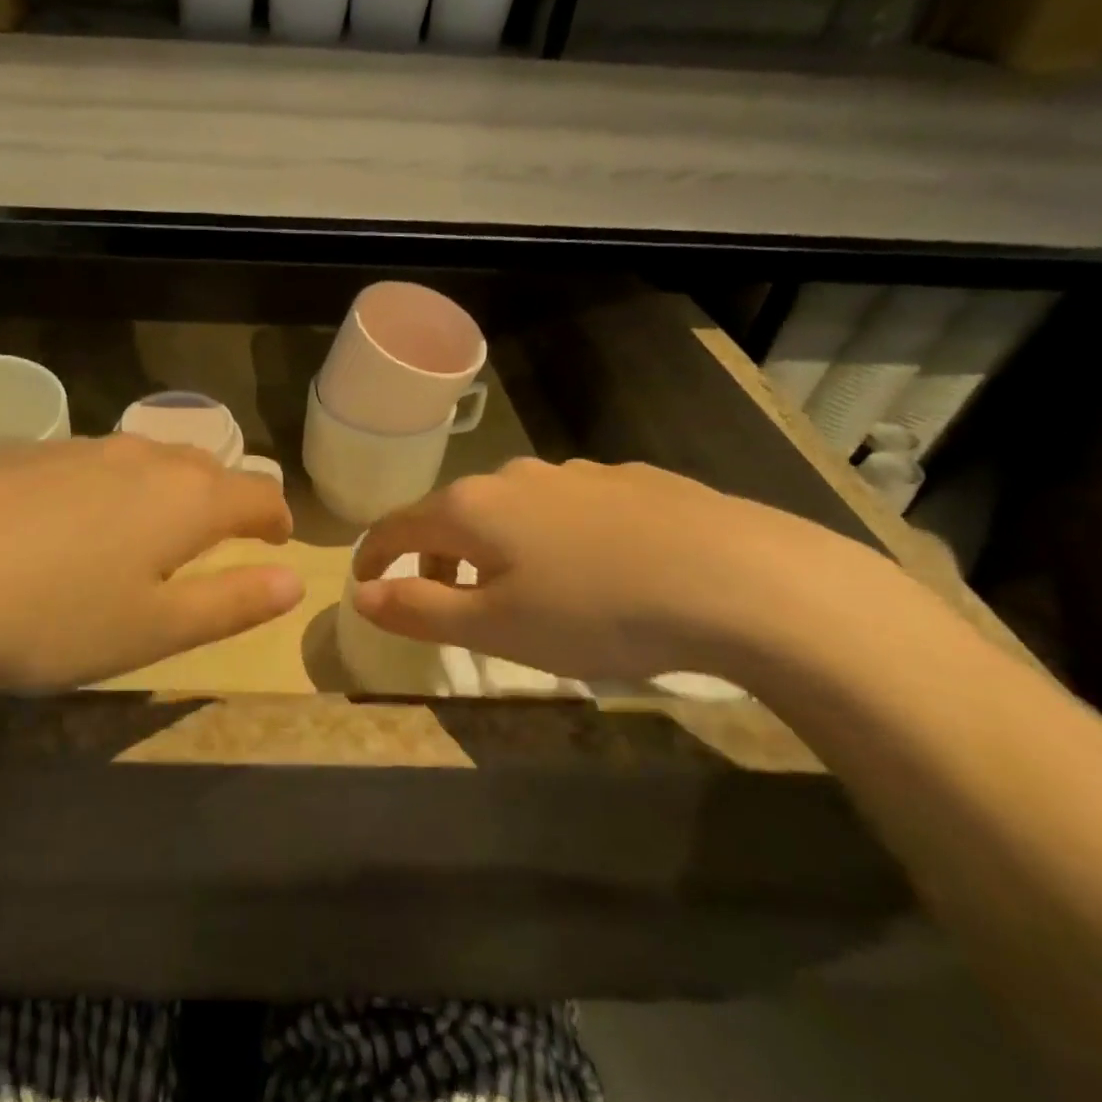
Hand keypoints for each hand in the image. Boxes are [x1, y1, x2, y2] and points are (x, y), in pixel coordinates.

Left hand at [0, 435, 300, 696]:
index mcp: (185, 498)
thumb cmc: (50, 616)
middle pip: (204, 467)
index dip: (274, 518)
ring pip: (144, 461)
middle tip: (218, 536)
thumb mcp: (153, 629)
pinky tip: (69, 525)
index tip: (277, 540)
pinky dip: (107, 488)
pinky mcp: (23, 452)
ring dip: (164, 490)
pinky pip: (89, 464)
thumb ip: (231, 603)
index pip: (256, 494)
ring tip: (149, 529)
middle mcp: (139, 457)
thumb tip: (293, 580)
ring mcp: (77, 448)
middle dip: (223, 499)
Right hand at [351, 457, 887, 686]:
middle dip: (435, 556)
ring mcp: (574, 473)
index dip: (373, 554)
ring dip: (494, 546)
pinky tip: (594, 568)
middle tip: (444, 599)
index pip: (396, 525)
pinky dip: (552, 536)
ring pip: (512, 509)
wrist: (741, 579)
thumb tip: (361, 595)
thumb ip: (418, 610)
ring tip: (521, 590)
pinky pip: (566, 507)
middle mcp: (513, 477)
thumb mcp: (495, 628)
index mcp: (471, 509)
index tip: (365, 580)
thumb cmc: (595, 611)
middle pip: (452, 514)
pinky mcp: (630, 480)